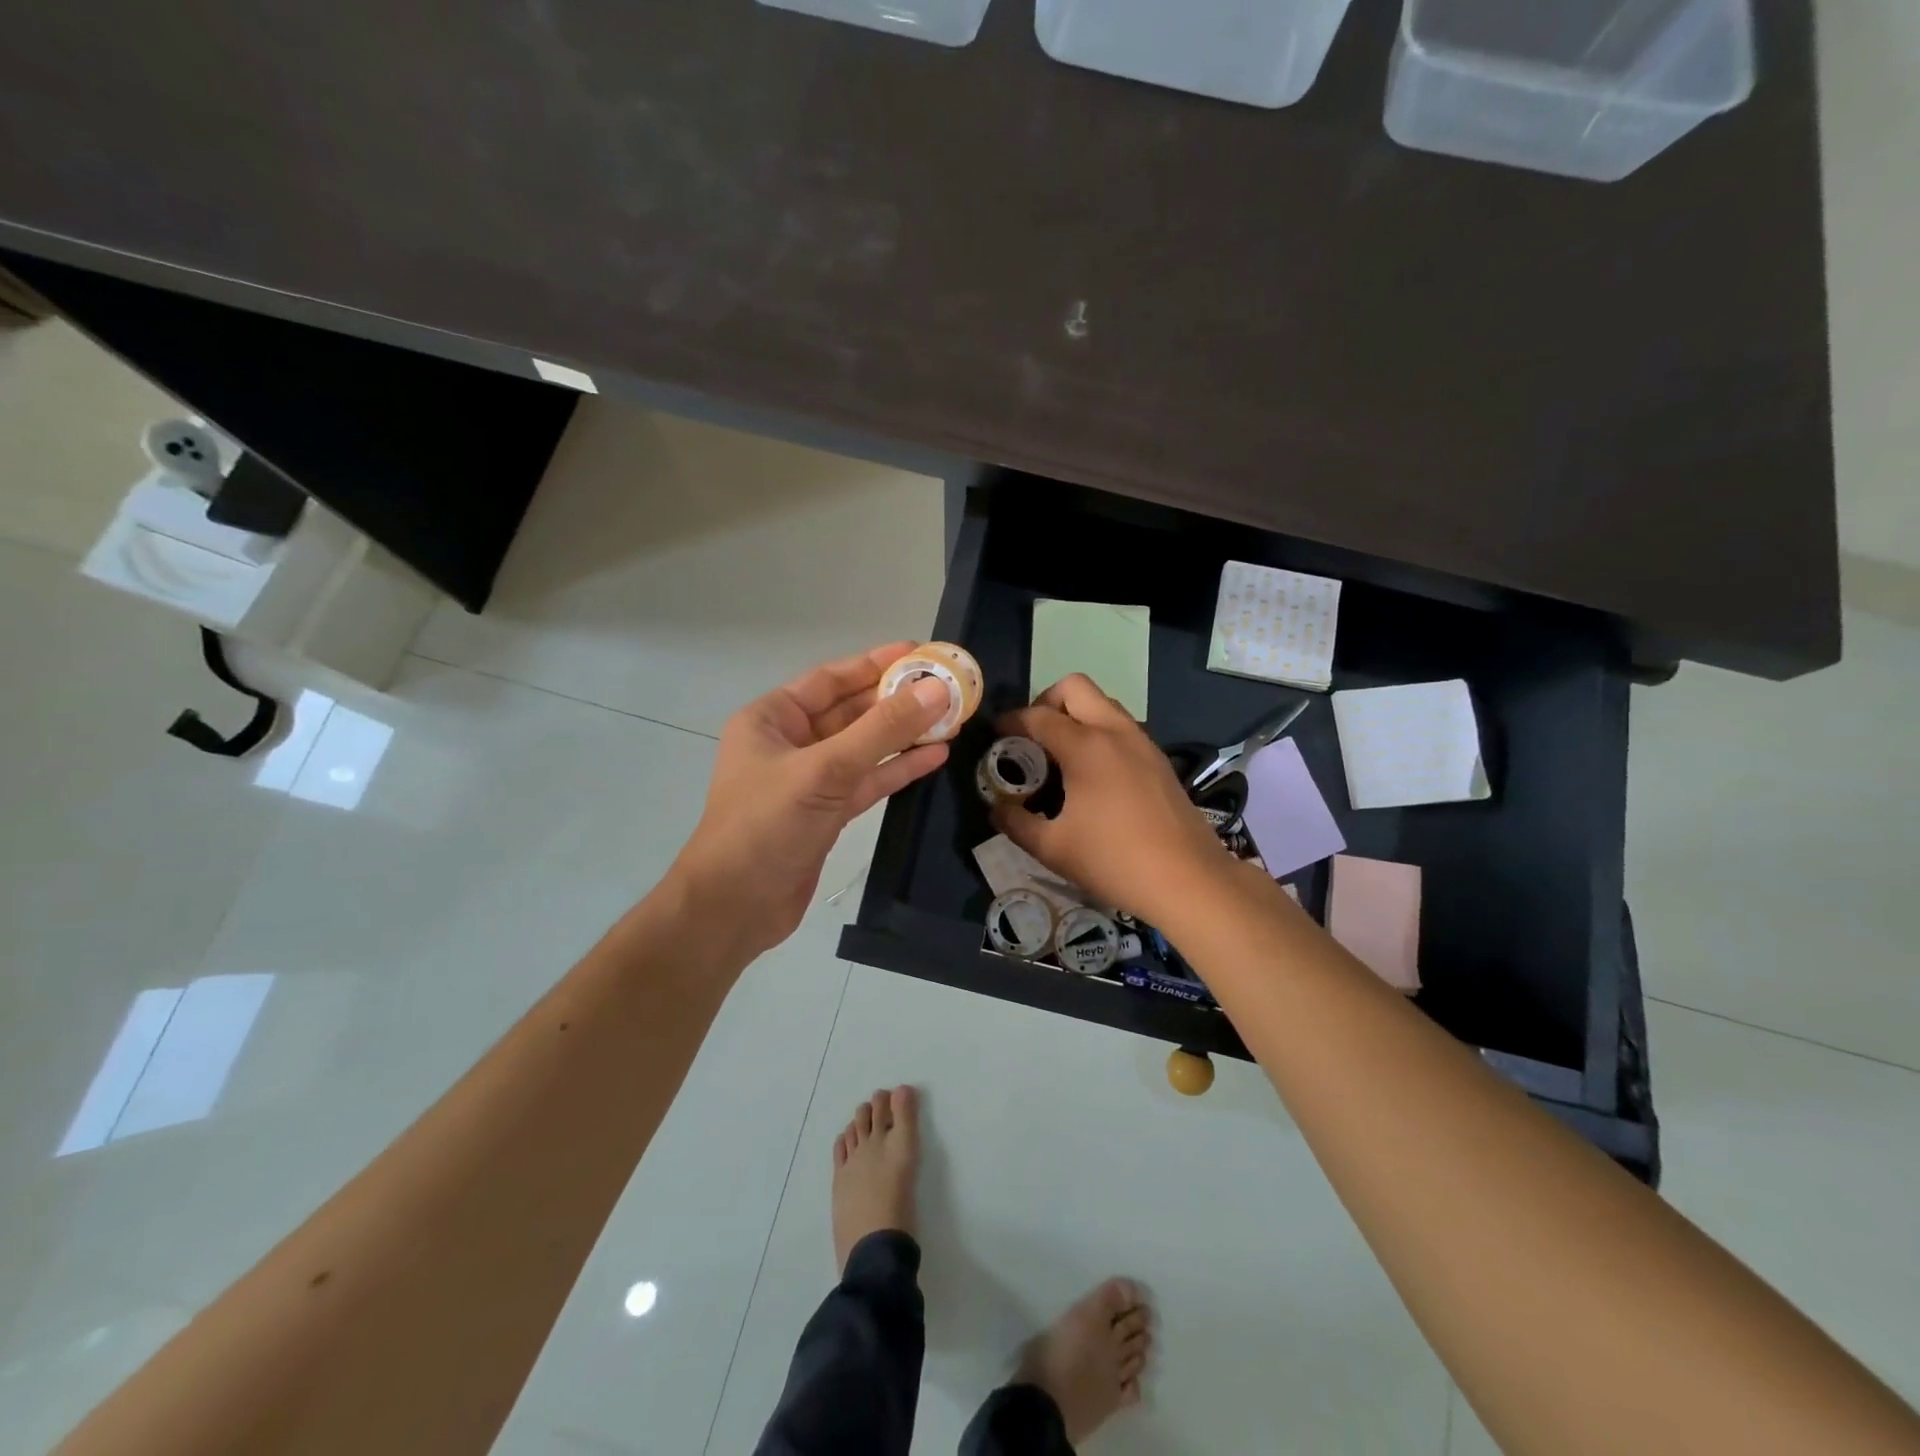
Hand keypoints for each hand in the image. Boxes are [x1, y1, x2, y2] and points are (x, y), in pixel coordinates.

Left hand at [674, 642, 951, 957]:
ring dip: (903, 735)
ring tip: (950, 719)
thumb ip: (882, 730)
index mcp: (772, 719)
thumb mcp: (824, 769)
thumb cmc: (766, 826)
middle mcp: (790, 743)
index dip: (875, 664)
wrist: (735, 907)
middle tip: (946, 687)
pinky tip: (934, 757)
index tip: (919, 653)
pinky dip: (897, 769)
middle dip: (896, 701)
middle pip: (851, 712)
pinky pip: (867, 781)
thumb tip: (936, 689)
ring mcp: (809, 780)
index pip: (830, 680)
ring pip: (863, 748)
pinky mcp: (826, 813)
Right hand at [991, 674, 1237, 929]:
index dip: (1011, 721)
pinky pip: (1121, 727)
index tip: (996, 735)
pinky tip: (1093, 774)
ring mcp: (1142, 742)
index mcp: (1086, 746)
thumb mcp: (1052, 848)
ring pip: (1103, 704)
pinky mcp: (1159, 759)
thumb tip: (997, 810)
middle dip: (1046, 701)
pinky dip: (1099, 733)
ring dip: (1077, 715)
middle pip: (1075, 687)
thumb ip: (1016, 823)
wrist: (1188, 879)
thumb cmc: (1114, 860)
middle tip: (1032, 736)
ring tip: (1060, 754)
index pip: (1038, 716)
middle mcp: (1115, 731)